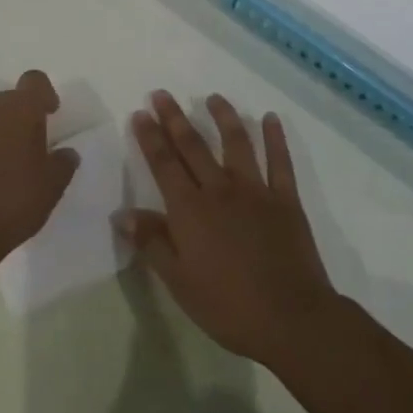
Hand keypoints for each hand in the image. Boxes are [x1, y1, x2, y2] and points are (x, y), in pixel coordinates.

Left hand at [0, 69, 78, 265]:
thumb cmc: (13, 200)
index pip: (35, 81)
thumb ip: (63, 164)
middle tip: (23, 151)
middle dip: (15, 119)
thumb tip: (67, 153)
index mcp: (21, 109)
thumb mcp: (52, 187)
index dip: (43, 94)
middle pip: (6, 101)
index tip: (49, 113)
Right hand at [119, 91, 338, 367]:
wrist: (291, 319)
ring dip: (223, 117)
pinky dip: (275, 138)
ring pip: (235, 143)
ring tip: (214, 98)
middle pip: (193, 146)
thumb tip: (121, 214)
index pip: (164, 164)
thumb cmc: (228, 306)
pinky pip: (280, 162)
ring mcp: (254, 190)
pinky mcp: (285, 199)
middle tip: (162, 94)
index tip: (140, 113)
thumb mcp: (179, 282)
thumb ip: (151, 243)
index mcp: (190, 209)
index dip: (150, 138)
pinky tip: (271, 118)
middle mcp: (219, 189)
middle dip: (175, 118)